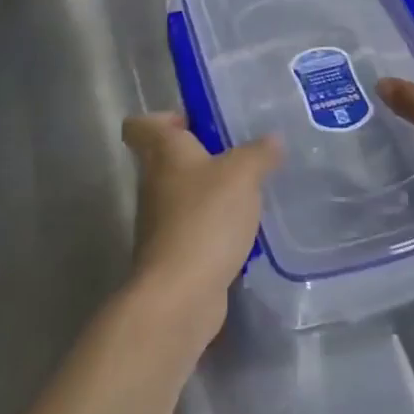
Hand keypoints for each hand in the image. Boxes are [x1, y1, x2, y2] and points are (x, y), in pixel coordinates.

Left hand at [121, 113, 281, 347]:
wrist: (179, 295)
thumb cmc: (205, 218)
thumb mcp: (242, 175)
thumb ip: (258, 153)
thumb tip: (273, 139)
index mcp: (163, 152)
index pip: (140, 125)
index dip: (163, 118)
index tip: (195, 122)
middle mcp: (154, 182)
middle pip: (168, 158)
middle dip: (201, 155)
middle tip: (239, 155)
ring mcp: (160, 221)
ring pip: (183, 194)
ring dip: (211, 192)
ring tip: (249, 192)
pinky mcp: (173, 254)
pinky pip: (195, 228)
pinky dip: (215, 228)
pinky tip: (244, 231)